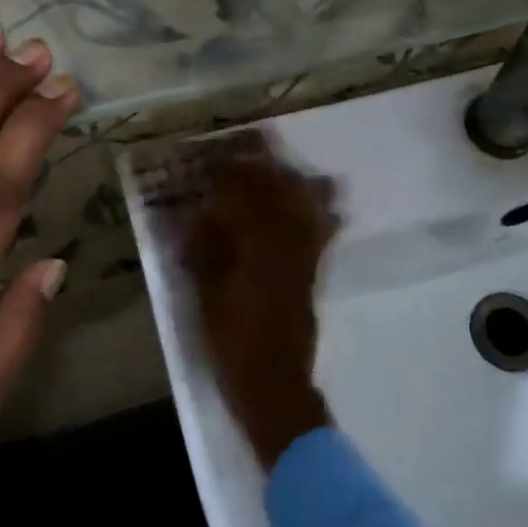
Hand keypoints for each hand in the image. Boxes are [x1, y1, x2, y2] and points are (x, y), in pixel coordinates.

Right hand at [182, 139, 339, 469]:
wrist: (273, 382)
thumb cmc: (231, 341)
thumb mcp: (205, 294)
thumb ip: (204, 248)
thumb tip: (200, 210)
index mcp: (255, 246)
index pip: (241, 195)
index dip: (226, 173)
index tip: (212, 158)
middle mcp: (285, 242)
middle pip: (275, 192)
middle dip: (260, 166)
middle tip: (249, 144)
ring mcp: (304, 255)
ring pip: (301, 205)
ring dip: (289, 180)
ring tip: (279, 161)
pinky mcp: (312, 270)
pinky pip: (321, 229)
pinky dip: (324, 208)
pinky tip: (327, 192)